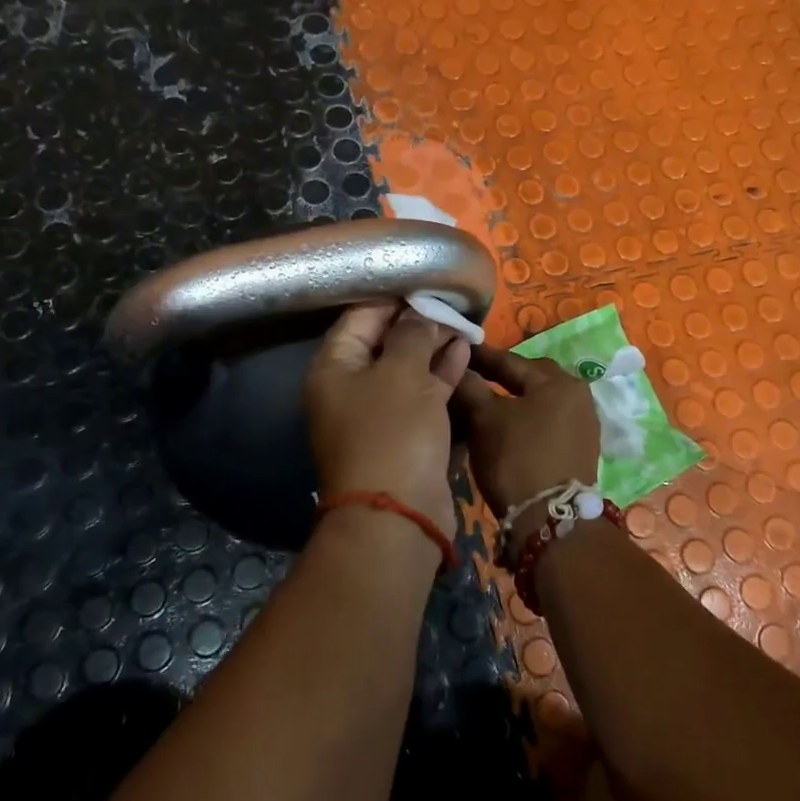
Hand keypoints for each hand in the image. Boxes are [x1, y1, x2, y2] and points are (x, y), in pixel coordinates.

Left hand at [304, 300, 471, 540]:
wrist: (399, 516)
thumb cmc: (393, 431)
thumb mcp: (403, 372)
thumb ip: (413, 334)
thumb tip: (420, 312)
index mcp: (335, 368)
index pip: (361, 317)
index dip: (394, 298)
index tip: (427, 284)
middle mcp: (350, 390)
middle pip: (385, 344)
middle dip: (419, 324)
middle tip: (452, 305)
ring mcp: (377, 417)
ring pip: (407, 371)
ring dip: (434, 350)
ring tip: (464, 326)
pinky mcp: (404, 438)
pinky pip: (422, 398)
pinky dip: (441, 378)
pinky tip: (465, 355)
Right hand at [454, 345, 601, 540]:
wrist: (550, 521)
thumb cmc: (516, 459)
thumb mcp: (484, 419)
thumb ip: (469, 387)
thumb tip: (456, 365)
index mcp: (558, 381)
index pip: (509, 360)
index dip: (478, 356)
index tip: (455, 349)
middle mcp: (578, 395)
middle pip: (528, 378)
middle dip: (498, 377)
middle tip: (469, 377)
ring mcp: (584, 424)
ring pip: (537, 401)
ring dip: (512, 400)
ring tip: (483, 404)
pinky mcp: (580, 449)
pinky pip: (546, 422)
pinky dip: (525, 420)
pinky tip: (504, 428)